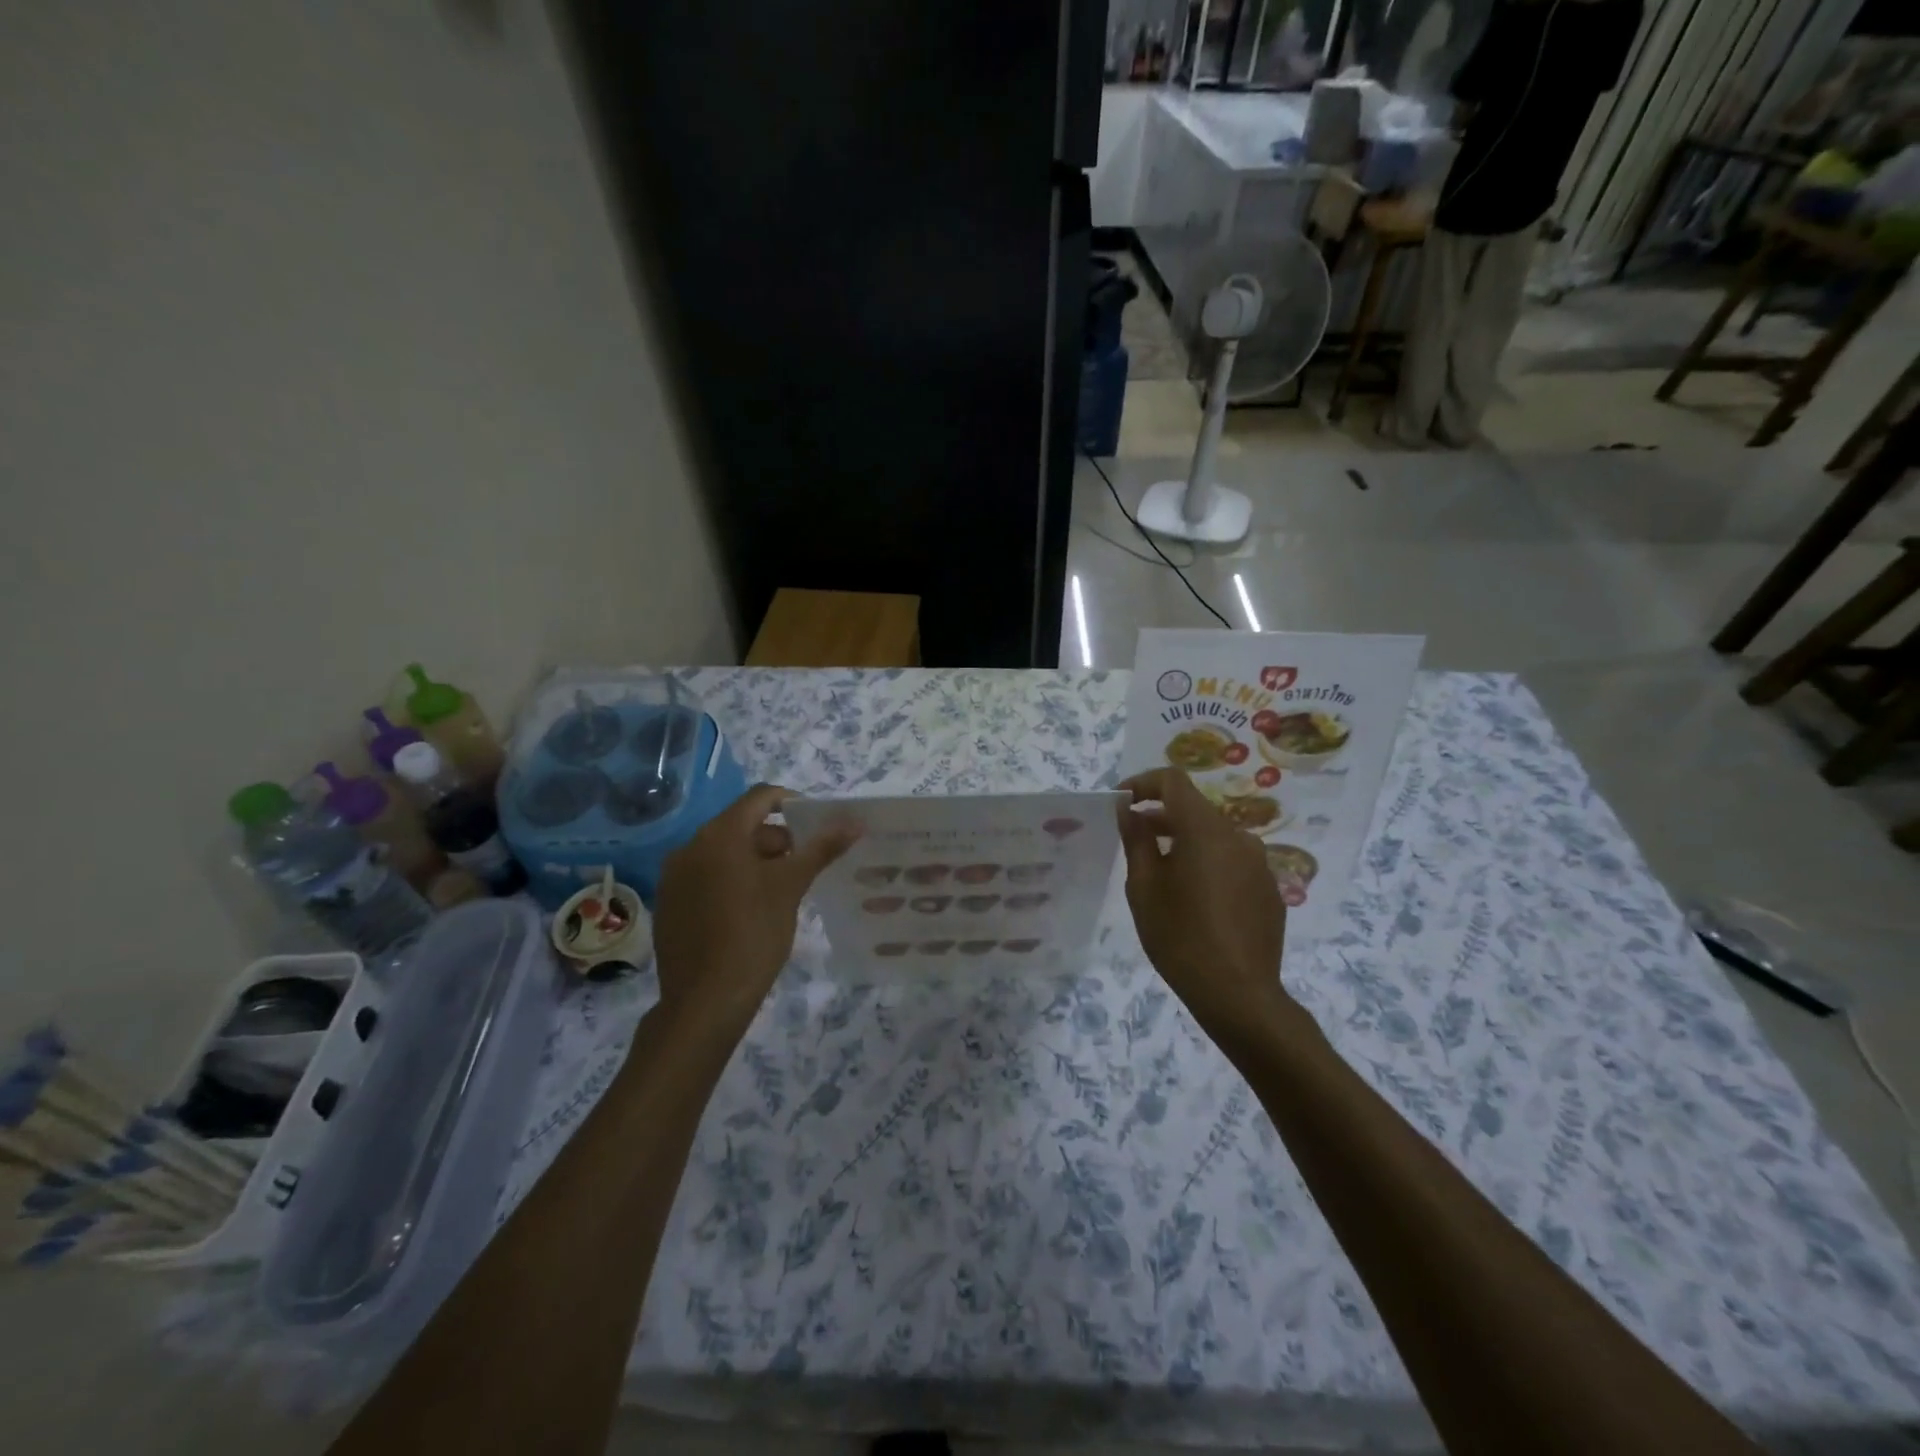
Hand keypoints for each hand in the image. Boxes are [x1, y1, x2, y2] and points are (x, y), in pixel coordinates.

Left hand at [651, 784, 859, 1039]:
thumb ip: (822, 848)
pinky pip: (706, 876)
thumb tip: (854, 821)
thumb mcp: (792, 887)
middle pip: (742, 825)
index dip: (793, 803)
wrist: (705, 1002)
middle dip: (777, 839)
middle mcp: (689, 846)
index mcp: (719, 835)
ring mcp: (674, 876)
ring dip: (756, 861)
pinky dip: (732, 880)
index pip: (761, 797)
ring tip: (781, 892)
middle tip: (803, 867)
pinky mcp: (670, 903)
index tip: (816, 827)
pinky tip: (750, 911)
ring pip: (724, 852)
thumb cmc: (754, 935)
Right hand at [1116, 768, 1288, 1032]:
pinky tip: (1196, 899)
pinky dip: (1210, 864)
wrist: (1238, 995)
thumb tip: (1130, 809)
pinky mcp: (1269, 889)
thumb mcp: (1143, 887)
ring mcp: (1259, 863)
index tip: (1122, 801)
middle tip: (1134, 838)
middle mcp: (1238, 836)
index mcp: (1205, 830)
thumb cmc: (1180, 937)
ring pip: (1215, 837)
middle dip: (1162, 816)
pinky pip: (1233, 862)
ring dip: (1186, 841)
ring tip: (1163, 872)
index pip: (1173, 781)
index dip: (1144, 783)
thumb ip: (1136, 839)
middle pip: (1195, 809)